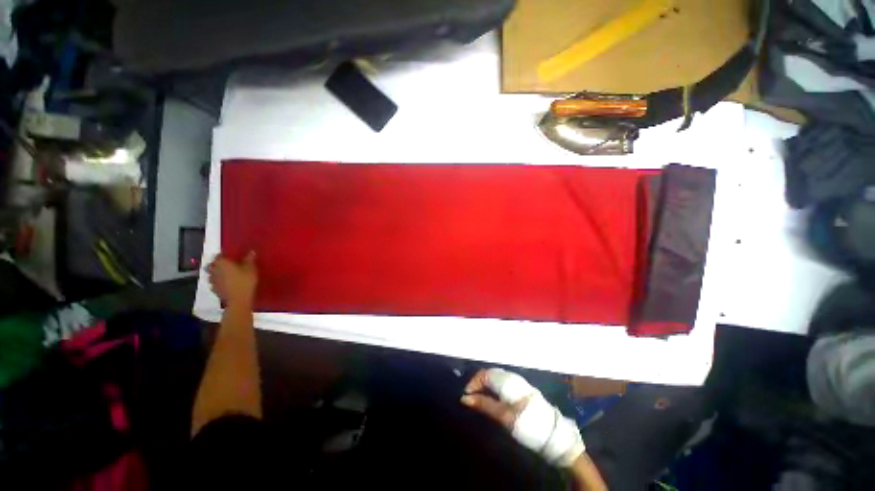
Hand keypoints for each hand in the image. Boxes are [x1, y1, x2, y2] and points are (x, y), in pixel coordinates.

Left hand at [208, 251, 257, 308]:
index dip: (225, 255)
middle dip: (218, 264)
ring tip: (226, 275)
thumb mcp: (251, 268)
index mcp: (221, 262)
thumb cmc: (245, 281)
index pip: (219, 255)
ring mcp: (212, 281)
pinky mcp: (214, 290)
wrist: (239, 299)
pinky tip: (226, 284)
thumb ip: (249, 259)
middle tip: (228, 265)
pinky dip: (219, 282)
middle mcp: (214, 270)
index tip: (232, 256)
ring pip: (212, 274)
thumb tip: (251, 251)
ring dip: (217, 273)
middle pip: (213, 265)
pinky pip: (215, 283)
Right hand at [461, 368, 584, 467]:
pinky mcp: (523, 388)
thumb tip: (464, 398)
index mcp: (507, 380)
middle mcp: (512, 376)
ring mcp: (519, 381)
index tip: (466, 396)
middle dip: (478, 383)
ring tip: (480, 398)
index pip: (484, 373)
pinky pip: (503, 381)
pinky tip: (493, 397)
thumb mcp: (503, 416)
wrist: (554, 435)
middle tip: (471, 398)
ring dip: (486, 385)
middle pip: (490, 373)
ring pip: (496, 377)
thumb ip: (484, 405)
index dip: (473, 383)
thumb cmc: (527, 424)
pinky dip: (494, 387)